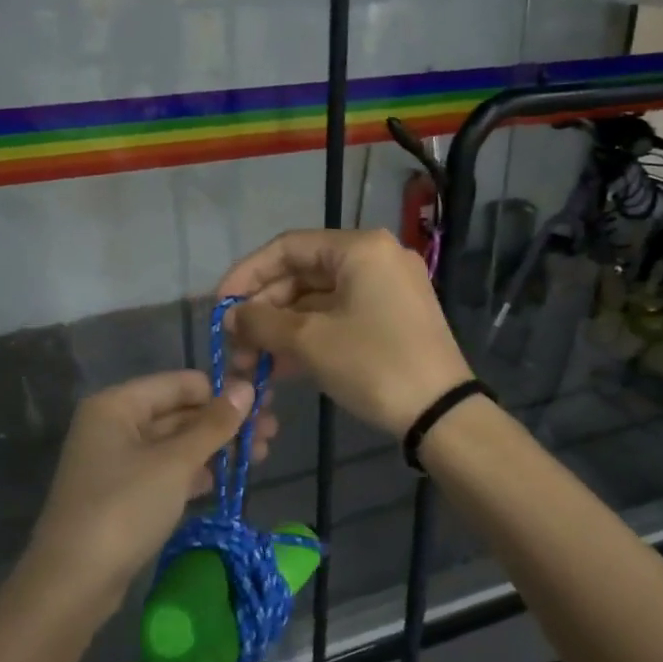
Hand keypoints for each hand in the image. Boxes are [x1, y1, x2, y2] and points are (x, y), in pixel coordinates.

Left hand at [26, 371, 276, 609]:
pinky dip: (196, 471)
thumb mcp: (175, 463)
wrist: (74, 582)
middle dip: (224, 422)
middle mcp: (114, 424)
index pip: (180, 384)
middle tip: (272, 432)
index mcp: (118, 405)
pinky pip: (166, 470)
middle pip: (179, 412)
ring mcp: (117, 460)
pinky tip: (228, 478)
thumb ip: (213, 424)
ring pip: (176, 443)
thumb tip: (247, 386)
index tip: (265, 403)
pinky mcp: (124, 492)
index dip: (222, 391)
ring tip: (262, 454)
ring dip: (216, 447)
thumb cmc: (124, 508)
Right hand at [217, 229, 470, 437]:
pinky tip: (280, 365)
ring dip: (282, 328)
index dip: (247, 274)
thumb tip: (232, 315)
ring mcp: (387, 289)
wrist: (441, 414)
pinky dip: (309, 336)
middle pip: (303, 274)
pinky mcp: (392, 319)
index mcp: (360, 248)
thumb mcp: (309, 341)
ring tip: (251, 362)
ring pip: (319, 300)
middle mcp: (376, 258)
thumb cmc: (373, 364)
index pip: (287, 247)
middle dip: (264, 309)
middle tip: (235, 343)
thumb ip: (262, 321)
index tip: (220, 307)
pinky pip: (339, 317)